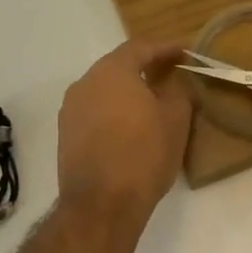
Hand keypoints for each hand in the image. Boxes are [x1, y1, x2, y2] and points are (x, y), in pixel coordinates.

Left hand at [57, 38, 192, 228]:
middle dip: (145, 68)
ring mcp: (71, 110)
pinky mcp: (66, 134)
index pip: (141, 47)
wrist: (101, 205)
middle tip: (170, 75)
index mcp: (112, 71)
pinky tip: (130, 128)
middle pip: (118, 66)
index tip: (185, 52)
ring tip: (151, 104)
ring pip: (104, 90)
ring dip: (127, 92)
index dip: (165, 48)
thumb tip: (174, 82)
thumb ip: (178, 91)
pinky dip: (113, 112)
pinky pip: (94, 112)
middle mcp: (85, 83)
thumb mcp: (175, 120)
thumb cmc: (143, 155)